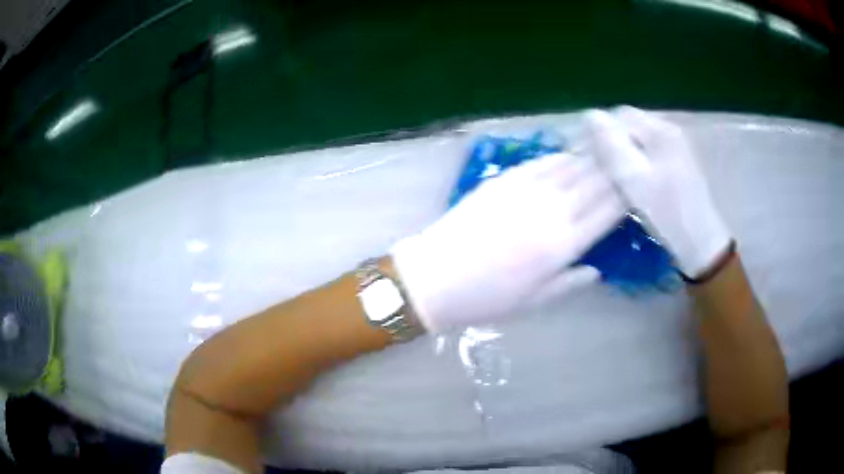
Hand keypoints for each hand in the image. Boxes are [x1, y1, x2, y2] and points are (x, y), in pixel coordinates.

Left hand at [390, 153, 623, 332]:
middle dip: (616, 169)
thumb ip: (571, 282)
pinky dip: (561, 156)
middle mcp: (552, 211)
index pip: (609, 211)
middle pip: (595, 181)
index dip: (627, 195)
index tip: (638, 186)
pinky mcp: (503, 179)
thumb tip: (598, 268)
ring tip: (608, 150)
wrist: (435, 277)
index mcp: (563, 245)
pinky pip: (541, 161)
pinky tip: (570, 154)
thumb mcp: (534, 301)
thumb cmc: (486, 299)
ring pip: (571, 165)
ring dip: (593, 157)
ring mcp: (527, 190)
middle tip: (630, 160)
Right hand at [585, 106, 730, 277]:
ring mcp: (676, 147)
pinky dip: (635, 161)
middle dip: (610, 142)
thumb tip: (590, 115)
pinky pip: (648, 152)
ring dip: (622, 152)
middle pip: (630, 125)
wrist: (700, 242)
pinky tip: (631, 180)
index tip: (584, 155)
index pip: (619, 115)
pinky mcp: (678, 163)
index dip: (598, 131)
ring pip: (638, 140)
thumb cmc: (668, 211)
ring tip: (610, 176)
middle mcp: (668, 131)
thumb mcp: (634, 179)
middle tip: (595, 168)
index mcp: (660, 130)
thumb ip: (611, 145)